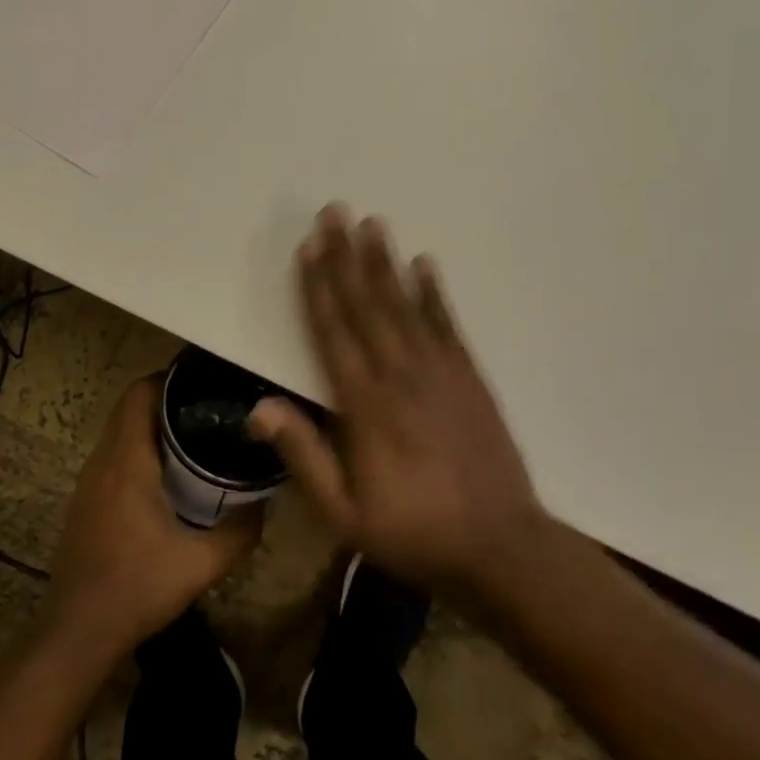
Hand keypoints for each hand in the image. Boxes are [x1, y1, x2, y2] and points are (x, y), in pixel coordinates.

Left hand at [46, 376, 260, 660]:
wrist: (77, 633)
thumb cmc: (137, 588)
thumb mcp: (202, 563)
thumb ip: (241, 530)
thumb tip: (266, 502)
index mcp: (128, 461)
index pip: (140, 393)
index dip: (170, 378)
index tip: (205, 380)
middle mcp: (103, 460)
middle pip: (131, 406)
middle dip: (167, 398)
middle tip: (211, 406)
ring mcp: (89, 480)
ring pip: (121, 429)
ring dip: (152, 423)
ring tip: (196, 432)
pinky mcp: (85, 499)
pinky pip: (114, 453)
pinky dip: (140, 447)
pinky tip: (169, 473)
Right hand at [250, 205, 545, 596]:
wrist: (501, 547)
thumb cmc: (413, 532)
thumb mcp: (343, 512)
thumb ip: (303, 455)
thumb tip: (258, 407)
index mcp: (364, 405)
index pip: (333, 331)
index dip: (319, 286)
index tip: (310, 246)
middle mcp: (400, 374)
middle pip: (368, 304)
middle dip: (347, 256)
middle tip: (337, 212)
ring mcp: (440, 371)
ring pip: (405, 305)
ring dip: (386, 262)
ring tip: (374, 224)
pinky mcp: (470, 377)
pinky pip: (447, 324)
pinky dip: (434, 292)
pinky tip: (425, 265)